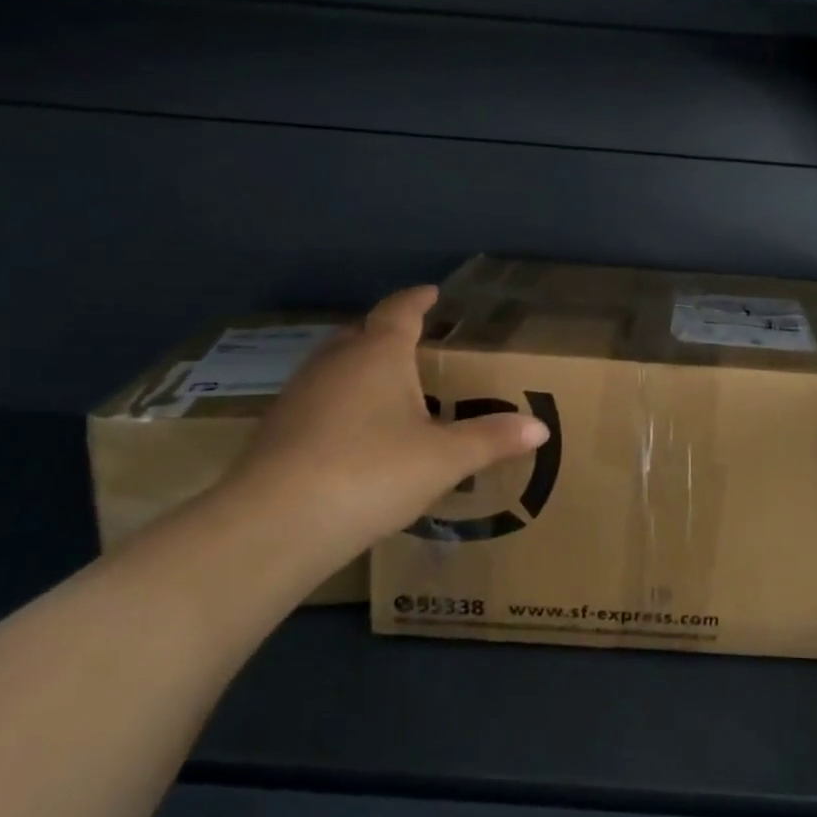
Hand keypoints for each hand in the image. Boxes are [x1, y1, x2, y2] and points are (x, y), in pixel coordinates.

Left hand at [207, 286, 548, 587]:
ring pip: (335, 366)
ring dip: (360, 368)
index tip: (432, 293)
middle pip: (361, 333)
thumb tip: (540, 426)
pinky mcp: (277, 429)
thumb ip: (492, 439)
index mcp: (378, 354)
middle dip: (387, 333)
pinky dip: (340, 402)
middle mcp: (335, 363)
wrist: (276, 523)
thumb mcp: (444, 459)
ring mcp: (299, 394)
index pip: (400, 311)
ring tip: (387, 387)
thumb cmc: (372, 472)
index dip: (418, 300)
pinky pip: (318, 399)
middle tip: (414, 342)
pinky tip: (353, 433)